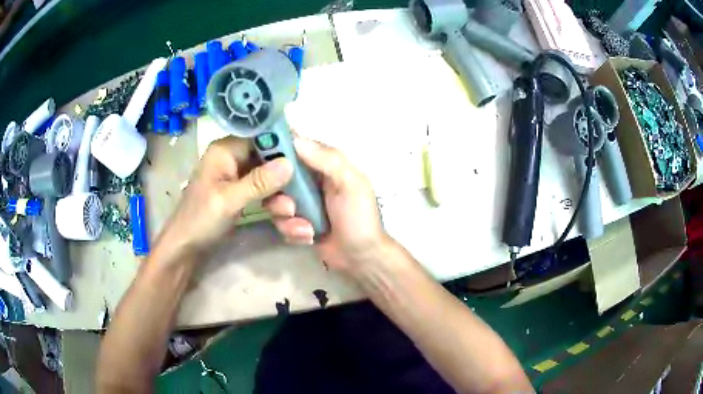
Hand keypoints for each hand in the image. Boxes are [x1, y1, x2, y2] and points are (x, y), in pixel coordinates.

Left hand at [155, 136, 292, 262]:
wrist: (185, 247)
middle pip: (267, 156)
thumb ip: (258, 182)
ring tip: (289, 212)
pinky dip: (273, 200)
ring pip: (267, 175)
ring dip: (280, 192)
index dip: (283, 144)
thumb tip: (289, 164)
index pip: (260, 136)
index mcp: (225, 150)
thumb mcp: (228, 201)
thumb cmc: (200, 220)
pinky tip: (284, 214)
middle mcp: (233, 158)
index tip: (305, 159)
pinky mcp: (240, 192)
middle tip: (299, 194)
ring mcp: (237, 176)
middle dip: (284, 175)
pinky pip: (263, 190)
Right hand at [263, 137, 387, 273]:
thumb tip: (295, 139)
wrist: (361, 257)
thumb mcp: (350, 183)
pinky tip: (310, 238)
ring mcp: (300, 203)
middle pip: (275, 178)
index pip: (293, 148)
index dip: (276, 150)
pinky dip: (293, 232)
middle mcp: (307, 181)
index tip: (265, 161)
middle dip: (280, 196)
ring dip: (288, 219)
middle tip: (291, 208)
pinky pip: (279, 222)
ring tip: (307, 229)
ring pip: (274, 203)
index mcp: (322, 165)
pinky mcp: (294, 223)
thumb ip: (327, 159)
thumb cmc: (359, 217)